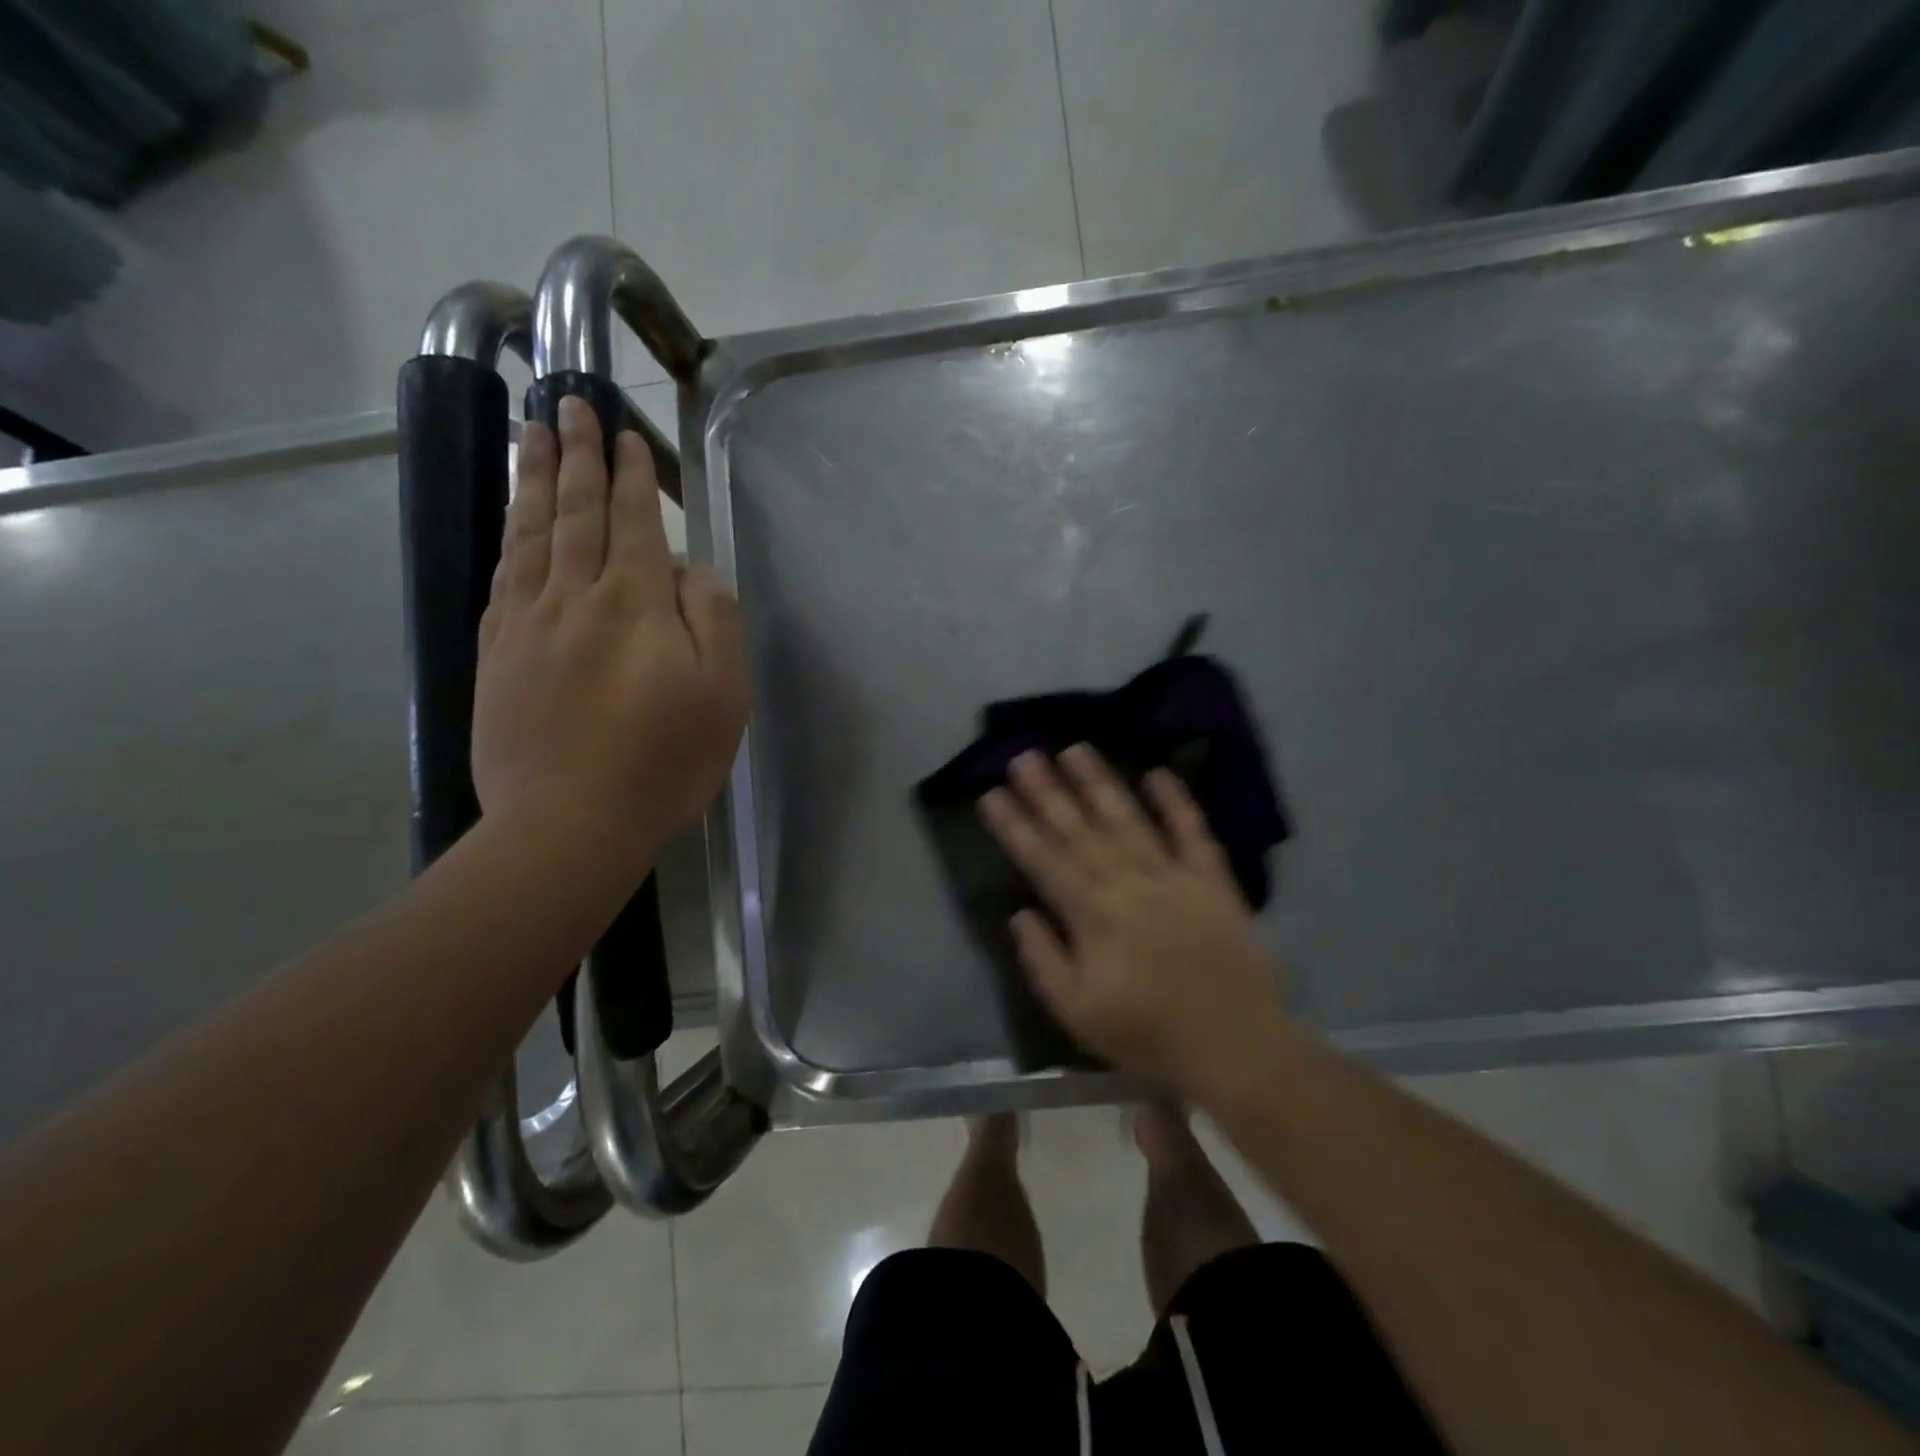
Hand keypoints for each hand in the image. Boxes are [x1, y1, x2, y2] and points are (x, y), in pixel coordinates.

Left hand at [472, 397, 749, 874]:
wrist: (569, 822)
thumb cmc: (664, 761)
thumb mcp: (723, 693)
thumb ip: (713, 619)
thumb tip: (690, 569)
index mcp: (635, 605)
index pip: (632, 523)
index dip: (629, 475)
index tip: (622, 432)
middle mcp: (574, 598)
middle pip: (575, 514)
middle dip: (575, 455)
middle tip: (566, 405)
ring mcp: (527, 625)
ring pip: (530, 535)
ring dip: (533, 480)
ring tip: (529, 435)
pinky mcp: (497, 655)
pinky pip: (502, 578)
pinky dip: (509, 538)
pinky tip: (512, 521)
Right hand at [978, 746, 1287, 1097]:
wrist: (1234, 1044)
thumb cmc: (1148, 1033)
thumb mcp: (1077, 1012)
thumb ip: (1043, 959)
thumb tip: (1020, 913)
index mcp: (1092, 915)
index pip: (1043, 860)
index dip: (1015, 825)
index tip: (992, 793)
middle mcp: (1128, 883)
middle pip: (1080, 830)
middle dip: (1048, 792)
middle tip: (1024, 756)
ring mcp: (1173, 876)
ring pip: (1128, 820)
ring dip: (1100, 783)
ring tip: (1075, 749)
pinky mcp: (1212, 881)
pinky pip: (1193, 833)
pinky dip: (1177, 802)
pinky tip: (1159, 773)